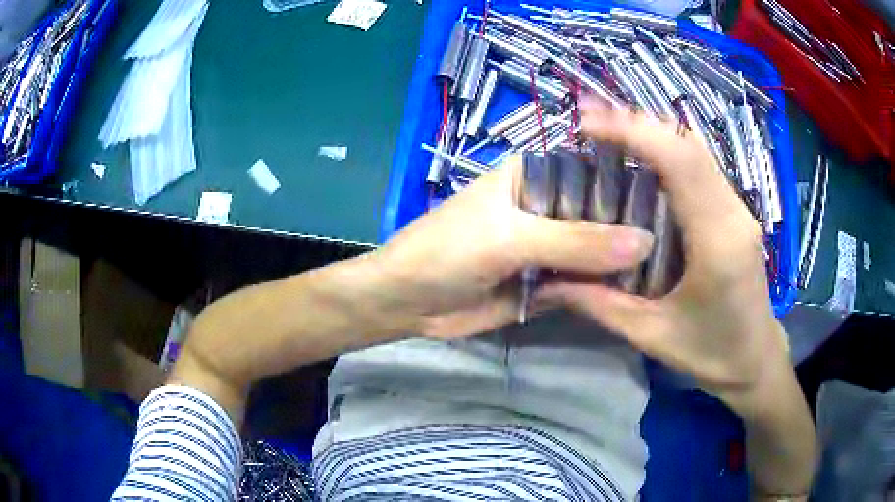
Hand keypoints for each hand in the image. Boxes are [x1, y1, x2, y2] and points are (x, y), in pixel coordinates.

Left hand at [370, 156, 653, 338]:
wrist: (407, 302)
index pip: (593, 169)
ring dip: (622, 261)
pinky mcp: (545, 280)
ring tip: (672, 268)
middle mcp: (546, 205)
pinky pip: (582, 281)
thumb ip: (576, 240)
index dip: (630, 183)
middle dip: (632, 228)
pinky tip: (640, 292)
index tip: (674, 201)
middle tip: (682, 242)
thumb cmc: (447, 251)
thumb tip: (644, 241)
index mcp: (534, 175)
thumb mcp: (510, 237)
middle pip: (600, 212)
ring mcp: (547, 245)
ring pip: (595, 249)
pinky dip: (604, 287)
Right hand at [542, 103, 789, 400]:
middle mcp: (734, 213)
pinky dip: (669, 150)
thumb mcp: (650, 335)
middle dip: (638, 122)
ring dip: (653, 132)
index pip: (681, 162)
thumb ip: (599, 304)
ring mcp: (739, 208)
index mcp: (717, 242)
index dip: (634, 132)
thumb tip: (548, 280)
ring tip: (608, 131)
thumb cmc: (709, 353)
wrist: (754, 359)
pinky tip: (641, 158)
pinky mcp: (736, 211)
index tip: (588, 123)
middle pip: (689, 144)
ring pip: (696, 149)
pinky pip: (702, 166)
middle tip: (589, 119)